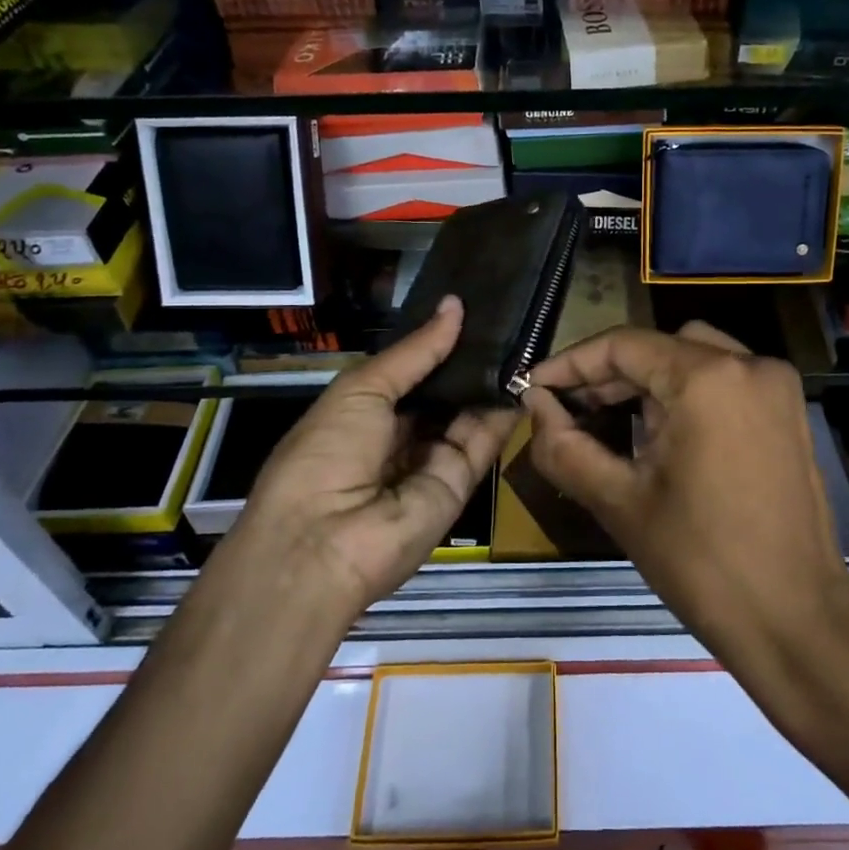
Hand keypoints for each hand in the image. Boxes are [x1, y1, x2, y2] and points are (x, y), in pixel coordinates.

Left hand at [217, 296, 518, 628]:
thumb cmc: (326, 453)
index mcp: (364, 412)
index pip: (410, 371)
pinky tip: (525, 374)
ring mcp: (430, 461)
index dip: (436, 343)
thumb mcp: (362, 389)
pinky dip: (503, 411)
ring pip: (467, 414)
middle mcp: (399, 435)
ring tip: (522, 336)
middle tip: (506, 318)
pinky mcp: (459, 484)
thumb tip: (455, 305)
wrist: (323, 544)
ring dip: (490, 381)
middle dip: (468, 359)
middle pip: (442, 393)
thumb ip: (415, 352)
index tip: (471, 306)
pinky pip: (483, 441)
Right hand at [524, 323, 848, 686]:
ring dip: (646, 382)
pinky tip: (656, 434)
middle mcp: (749, 364)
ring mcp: (776, 387)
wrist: (795, 624)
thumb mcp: (619, 502)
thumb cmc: (702, 564)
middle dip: (608, 374)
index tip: (533, 388)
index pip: (624, 345)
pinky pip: (724, 382)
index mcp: (708, 378)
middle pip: (660, 347)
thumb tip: (534, 406)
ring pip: (693, 359)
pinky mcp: (788, 413)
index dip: (571, 363)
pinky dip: (684, 394)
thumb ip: (564, 445)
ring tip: (605, 421)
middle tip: (565, 409)